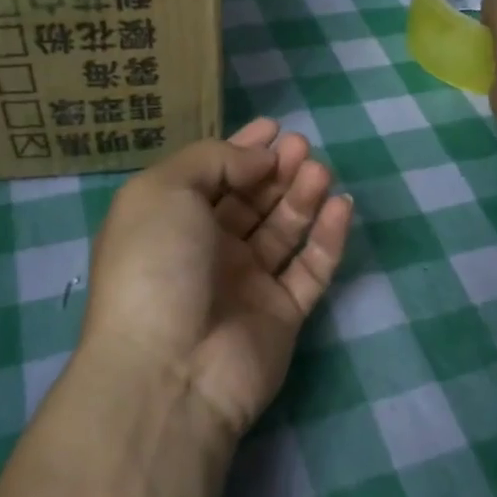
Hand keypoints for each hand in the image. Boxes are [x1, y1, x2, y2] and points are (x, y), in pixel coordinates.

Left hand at [79, 118, 353, 442]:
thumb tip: (259, 158)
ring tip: (320, 171)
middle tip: (302, 147)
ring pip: (283, 230)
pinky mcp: (282, 314)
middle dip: (277, 170)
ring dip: (303, 197)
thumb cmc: (156, 266)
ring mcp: (247, 284)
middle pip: (251, 200)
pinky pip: (311, 269)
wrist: (169, 369)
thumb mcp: (164, 191)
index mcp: (171, 222)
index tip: (275, 127)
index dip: (242, 149)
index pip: (213, 176)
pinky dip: (327, 238)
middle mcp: (208, 251)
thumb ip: (214, 160)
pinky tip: (340, 206)